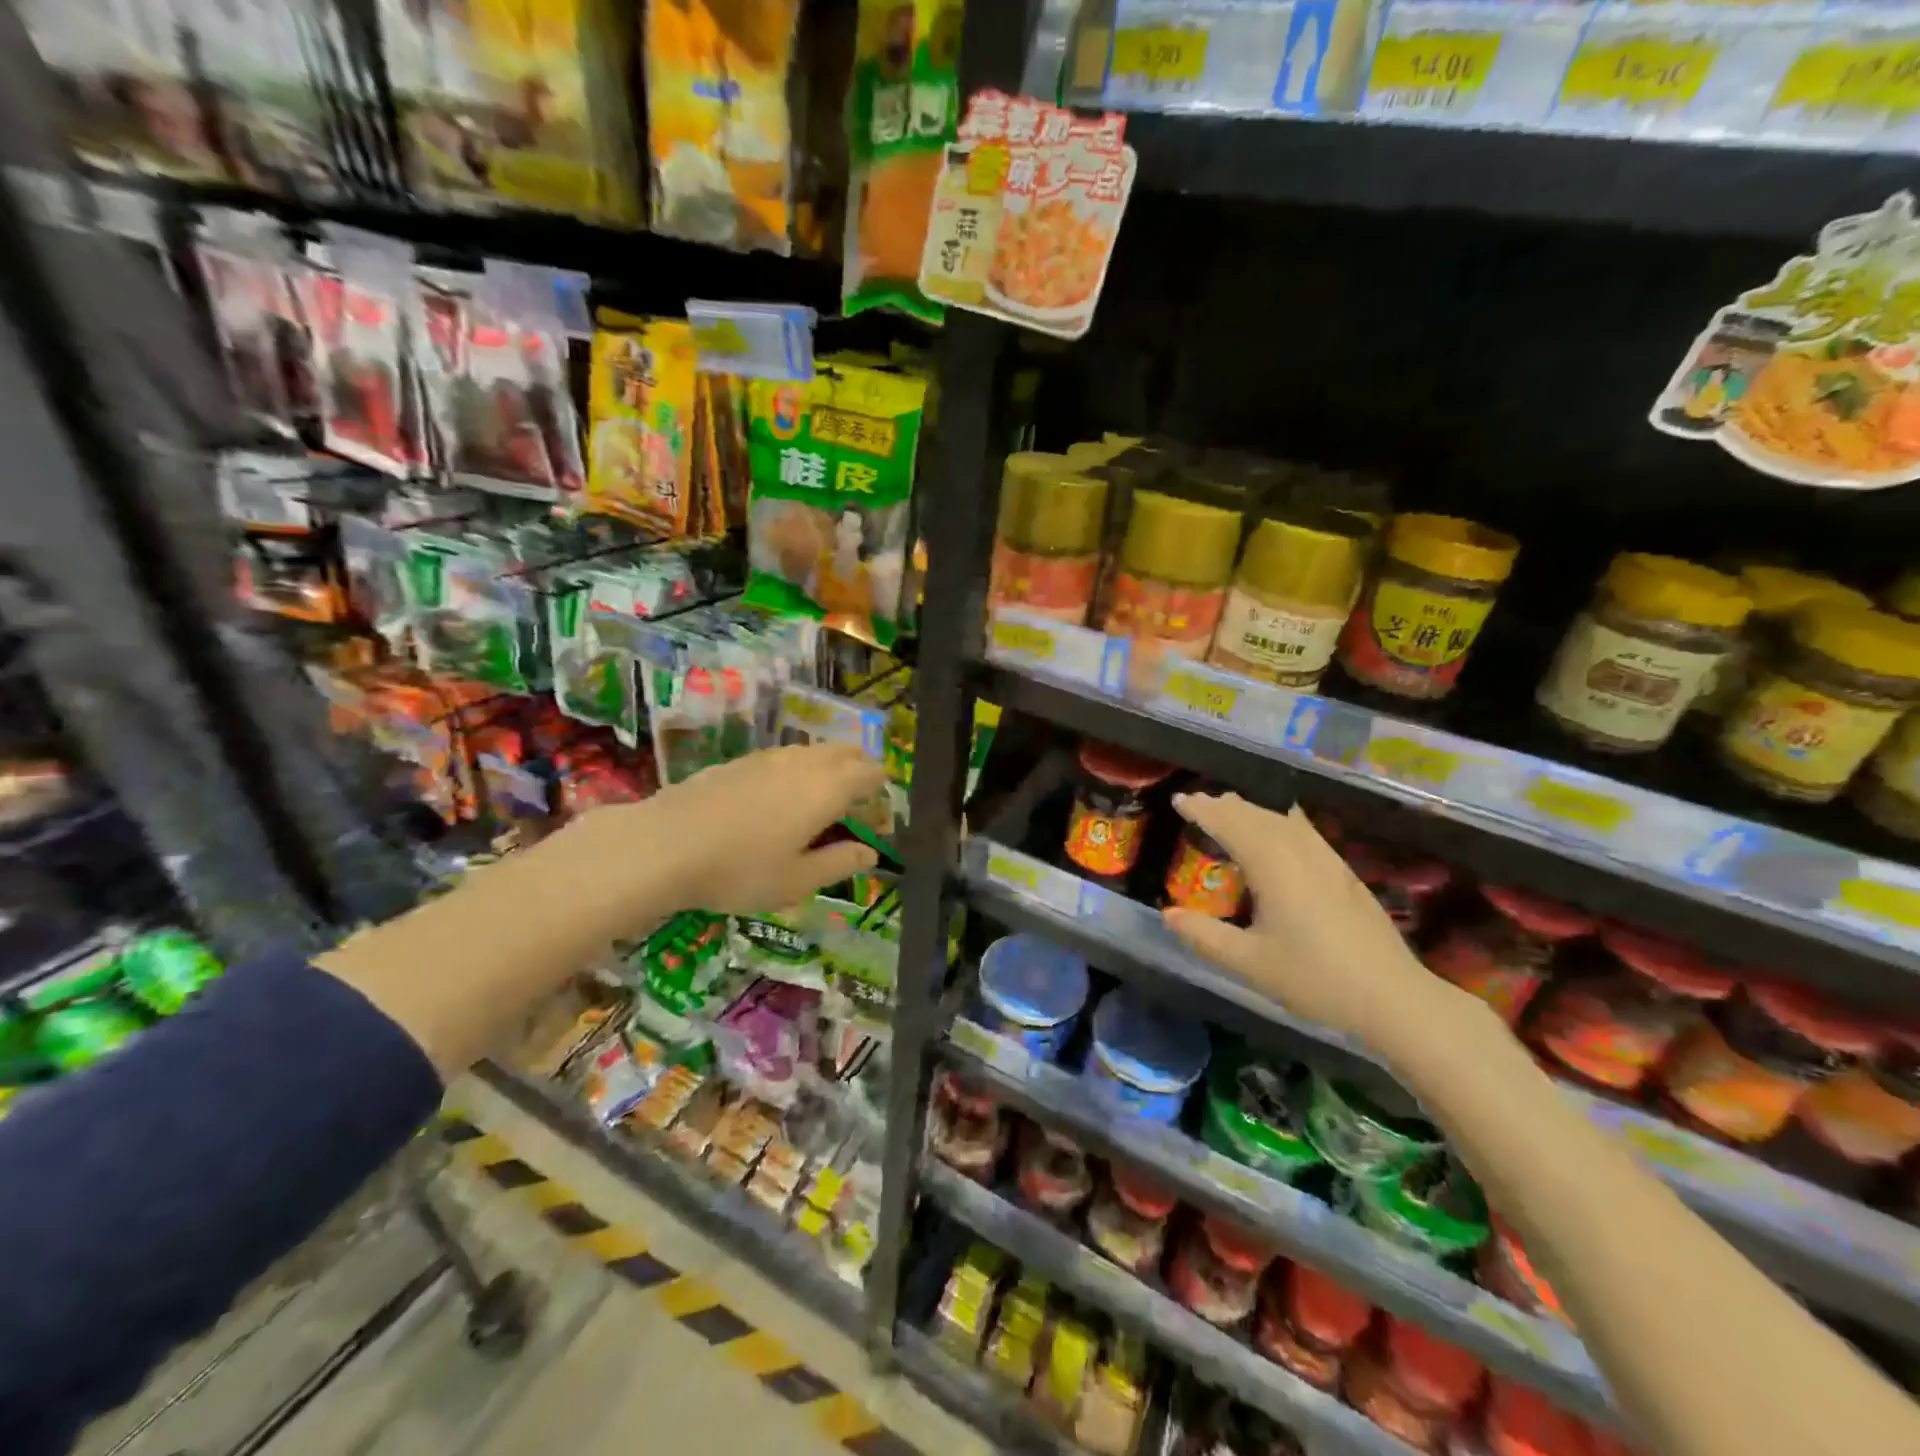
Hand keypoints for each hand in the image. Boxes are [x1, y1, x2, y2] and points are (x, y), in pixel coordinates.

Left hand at [554, 743, 886, 937]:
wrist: (663, 845)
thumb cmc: (740, 870)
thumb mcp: (798, 880)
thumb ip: (840, 862)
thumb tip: (870, 853)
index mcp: (827, 788)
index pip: (871, 772)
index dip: (881, 792)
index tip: (876, 820)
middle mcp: (803, 762)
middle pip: (845, 753)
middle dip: (858, 773)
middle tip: (854, 807)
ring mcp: (768, 757)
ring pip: (812, 752)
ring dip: (826, 769)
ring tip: (817, 804)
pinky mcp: (738, 761)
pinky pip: (783, 758)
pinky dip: (795, 771)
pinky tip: (775, 802)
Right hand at [1161, 793, 1470, 1062]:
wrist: (1393, 996)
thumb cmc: (1316, 979)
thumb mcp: (1250, 963)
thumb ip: (1205, 936)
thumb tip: (1168, 915)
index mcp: (1273, 868)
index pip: (1231, 825)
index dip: (1203, 811)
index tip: (1178, 801)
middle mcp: (1299, 853)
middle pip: (1256, 816)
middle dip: (1224, 806)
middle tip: (1197, 802)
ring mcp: (1326, 860)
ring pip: (1282, 820)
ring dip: (1251, 810)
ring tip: (1230, 806)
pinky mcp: (1343, 872)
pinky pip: (1303, 830)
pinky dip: (1279, 820)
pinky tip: (1282, 824)